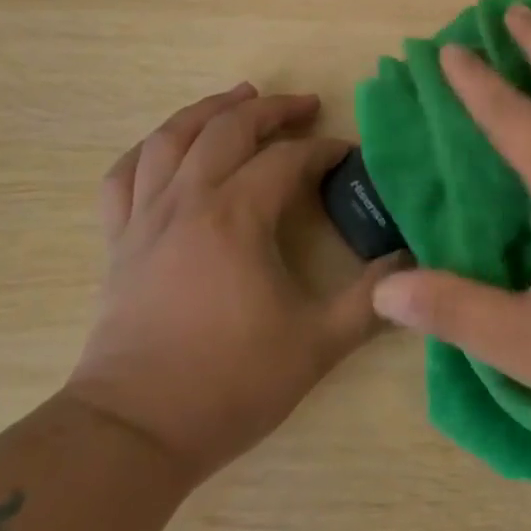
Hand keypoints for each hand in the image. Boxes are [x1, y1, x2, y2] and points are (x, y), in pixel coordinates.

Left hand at [67, 84, 399, 480]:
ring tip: (237, 98)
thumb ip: (371, 300)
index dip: (324, 151)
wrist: (134, 432)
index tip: (349, 156)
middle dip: (271, 110)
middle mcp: (188, 201)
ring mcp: (145, 218)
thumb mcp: (318, 344)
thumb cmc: (229, 383)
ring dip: (207, 110)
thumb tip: (411, 265)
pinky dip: (147, 151)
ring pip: (170, 139)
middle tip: (304, 105)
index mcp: (236, 217)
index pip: (287, 161)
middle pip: (228, 129)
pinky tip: (165, 147)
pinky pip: (123, 177)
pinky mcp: (118, 242)